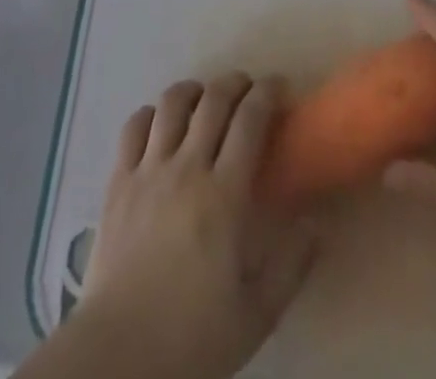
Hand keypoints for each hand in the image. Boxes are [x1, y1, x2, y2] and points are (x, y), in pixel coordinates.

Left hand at [79, 74, 316, 378]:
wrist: (120, 355)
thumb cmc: (193, 338)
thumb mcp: (256, 314)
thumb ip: (290, 266)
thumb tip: (317, 224)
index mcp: (223, 196)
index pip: (249, 121)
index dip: (267, 95)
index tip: (280, 87)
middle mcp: (186, 167)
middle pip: (212, 101)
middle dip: (235, 84)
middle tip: (248, 88)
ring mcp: (147, 170)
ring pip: (171, 104)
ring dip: (193, 90)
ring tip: (204, 97)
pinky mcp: (117, 180)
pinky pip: (133, 127)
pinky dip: (150, 113)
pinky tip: (159, 122)